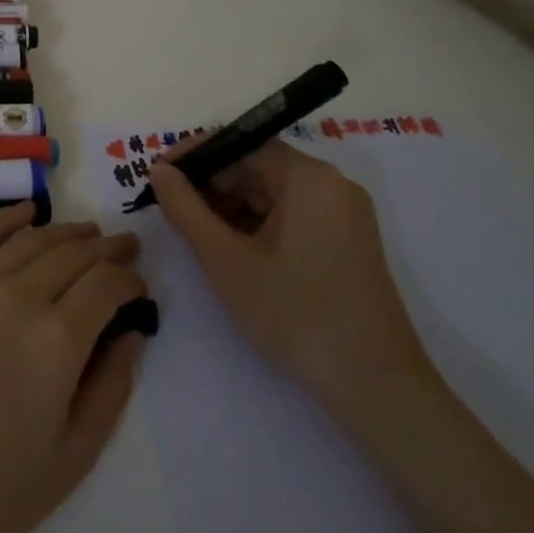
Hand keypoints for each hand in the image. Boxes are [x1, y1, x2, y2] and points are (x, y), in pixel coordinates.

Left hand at [0, 204, 147, 532]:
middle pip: (72, 254)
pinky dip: (6, 219)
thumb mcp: (70, 459)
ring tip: (86, 232)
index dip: (129, 280)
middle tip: (123, 246)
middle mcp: (16, 298)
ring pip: (30, 240)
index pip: (106, 286)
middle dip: (105, 249)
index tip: (137, 287)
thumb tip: (131, 334)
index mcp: (56, 342)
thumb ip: (110, 390)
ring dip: (65, 232)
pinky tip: (27, 211)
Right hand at [151, 140, 430, 414]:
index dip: (195, 156)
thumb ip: (185, 209)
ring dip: (231, 207)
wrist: (376, 388)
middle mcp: (331, 184)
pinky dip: (258, 225)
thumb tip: (159, 170)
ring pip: (273, 193)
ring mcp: (343, 213)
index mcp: (309, 178)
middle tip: (171, 210)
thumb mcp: (226, 261)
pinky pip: (291, 215)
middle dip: (211, 184)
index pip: (241, 144)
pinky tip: (232, 250)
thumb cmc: (296, 316)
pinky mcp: (347, 241)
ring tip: (197, 235)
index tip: (157, 175)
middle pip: (258, 166)